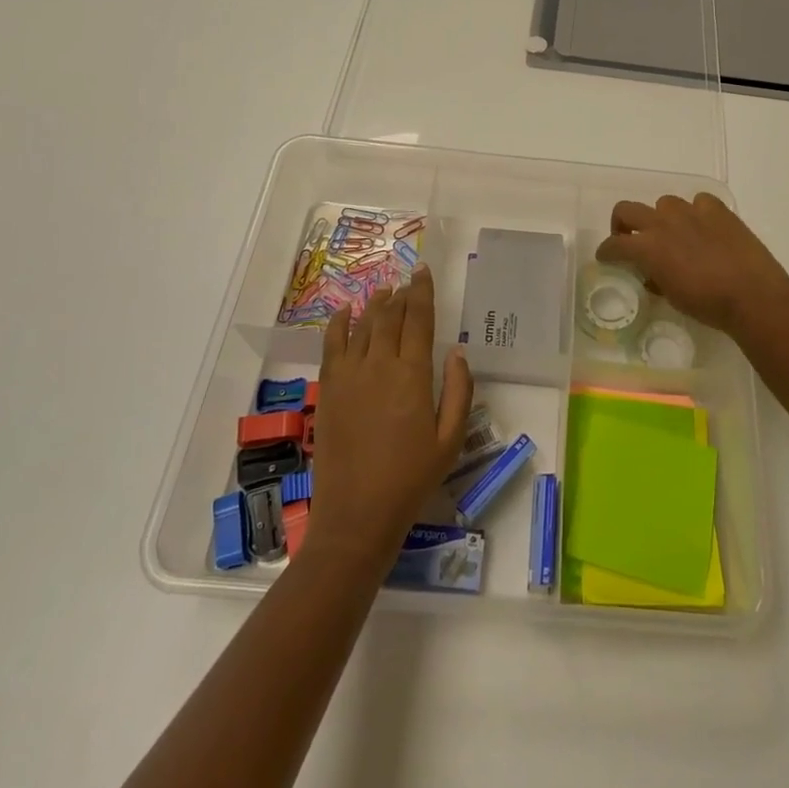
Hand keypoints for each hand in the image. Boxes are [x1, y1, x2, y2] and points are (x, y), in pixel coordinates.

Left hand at [308, 266, 472, 566]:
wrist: (357, 515)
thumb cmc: (411, 479)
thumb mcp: (450, 440)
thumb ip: (458, 391)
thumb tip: (457, 352)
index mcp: (412, 375)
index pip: (419, 319)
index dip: (422, 292)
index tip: (423, 272)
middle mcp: (379, 365)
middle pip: (390, 316)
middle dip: (400, 295)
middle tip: (407, 282)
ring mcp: (349, 376)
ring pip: (363, 326)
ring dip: (375, 305)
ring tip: (384, 291)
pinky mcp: (329, 390)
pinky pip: (332, 345)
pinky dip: (339, 323)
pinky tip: (345, 311)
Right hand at [596, 193, 788, 335]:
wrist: (752, 295)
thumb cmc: (708, 305)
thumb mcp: (673, 296)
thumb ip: (656, 279)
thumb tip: (653, 274)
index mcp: (647, 247)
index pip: (614, 244)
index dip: (606, 251)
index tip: (606, 257)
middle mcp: (663, 223)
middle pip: (627, 209)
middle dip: (622, 223)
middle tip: (629, 238)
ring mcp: (690, 211)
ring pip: (664, 203)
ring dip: (663, 218)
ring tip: (675, 234)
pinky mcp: (717, 209)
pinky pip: (699, 202)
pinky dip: (697, 212)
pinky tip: (704, 227)